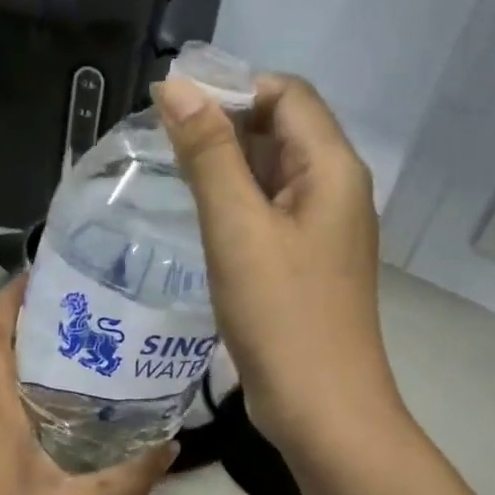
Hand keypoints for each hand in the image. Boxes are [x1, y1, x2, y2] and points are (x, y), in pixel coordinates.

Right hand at [154, 73, 401, 458]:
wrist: (321, 408)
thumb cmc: (281, 316)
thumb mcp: (237, 229)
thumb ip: (208, 155)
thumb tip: (175, 86)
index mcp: (331, 169)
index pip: (286, 94)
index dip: (231, 88)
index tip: (171, 108)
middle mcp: (335, 192)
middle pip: (282, 132)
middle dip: (224, 129)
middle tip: (160, 145)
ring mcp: (323, 234)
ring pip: (272, 179)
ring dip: (226, 171)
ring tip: (169, 179)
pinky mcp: (305, 269)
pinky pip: (270, 219)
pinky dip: (236, 210)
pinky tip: (199, 225)